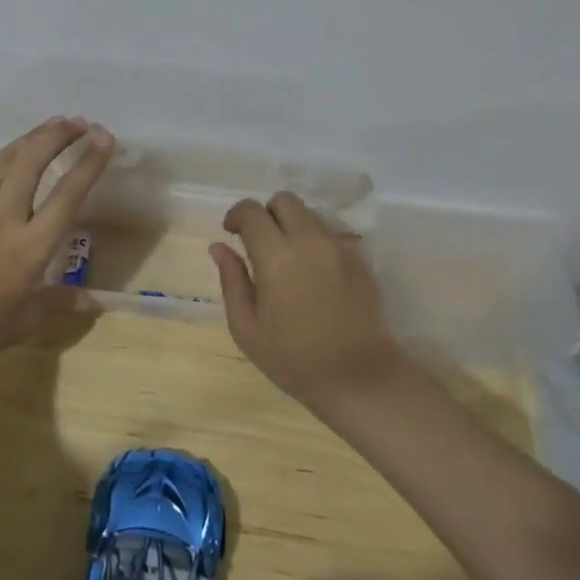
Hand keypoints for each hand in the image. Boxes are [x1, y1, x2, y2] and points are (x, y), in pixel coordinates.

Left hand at [0, 117, 114, 368]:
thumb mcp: (25, 322)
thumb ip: (61, 303)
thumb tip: (97, 300)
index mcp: (31, 246)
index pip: (68, 196)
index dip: (89, 164)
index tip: (104, 138)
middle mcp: (5, 217)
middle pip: (34, 163)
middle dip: (59, 137)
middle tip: (79, 123)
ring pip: (5, 162)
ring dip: (30, 138)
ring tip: (52, 122)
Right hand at [211, 192, 405, 411]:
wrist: (360, 379)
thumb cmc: (294, 359)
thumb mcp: (247, 328)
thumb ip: (231, 280)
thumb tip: (219, 247)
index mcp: (276, 256)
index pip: (252, 211)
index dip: (237, 215)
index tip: (231, 233)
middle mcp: (309, 241)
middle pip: (284, 200)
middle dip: (266, 214)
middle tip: (258, 243)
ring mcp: (338, 247)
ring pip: (309, 214)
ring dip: (291, 226)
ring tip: (286, 260)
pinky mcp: (359, 259)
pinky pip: (329, 233)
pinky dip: (313, 241)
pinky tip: (311, 274)